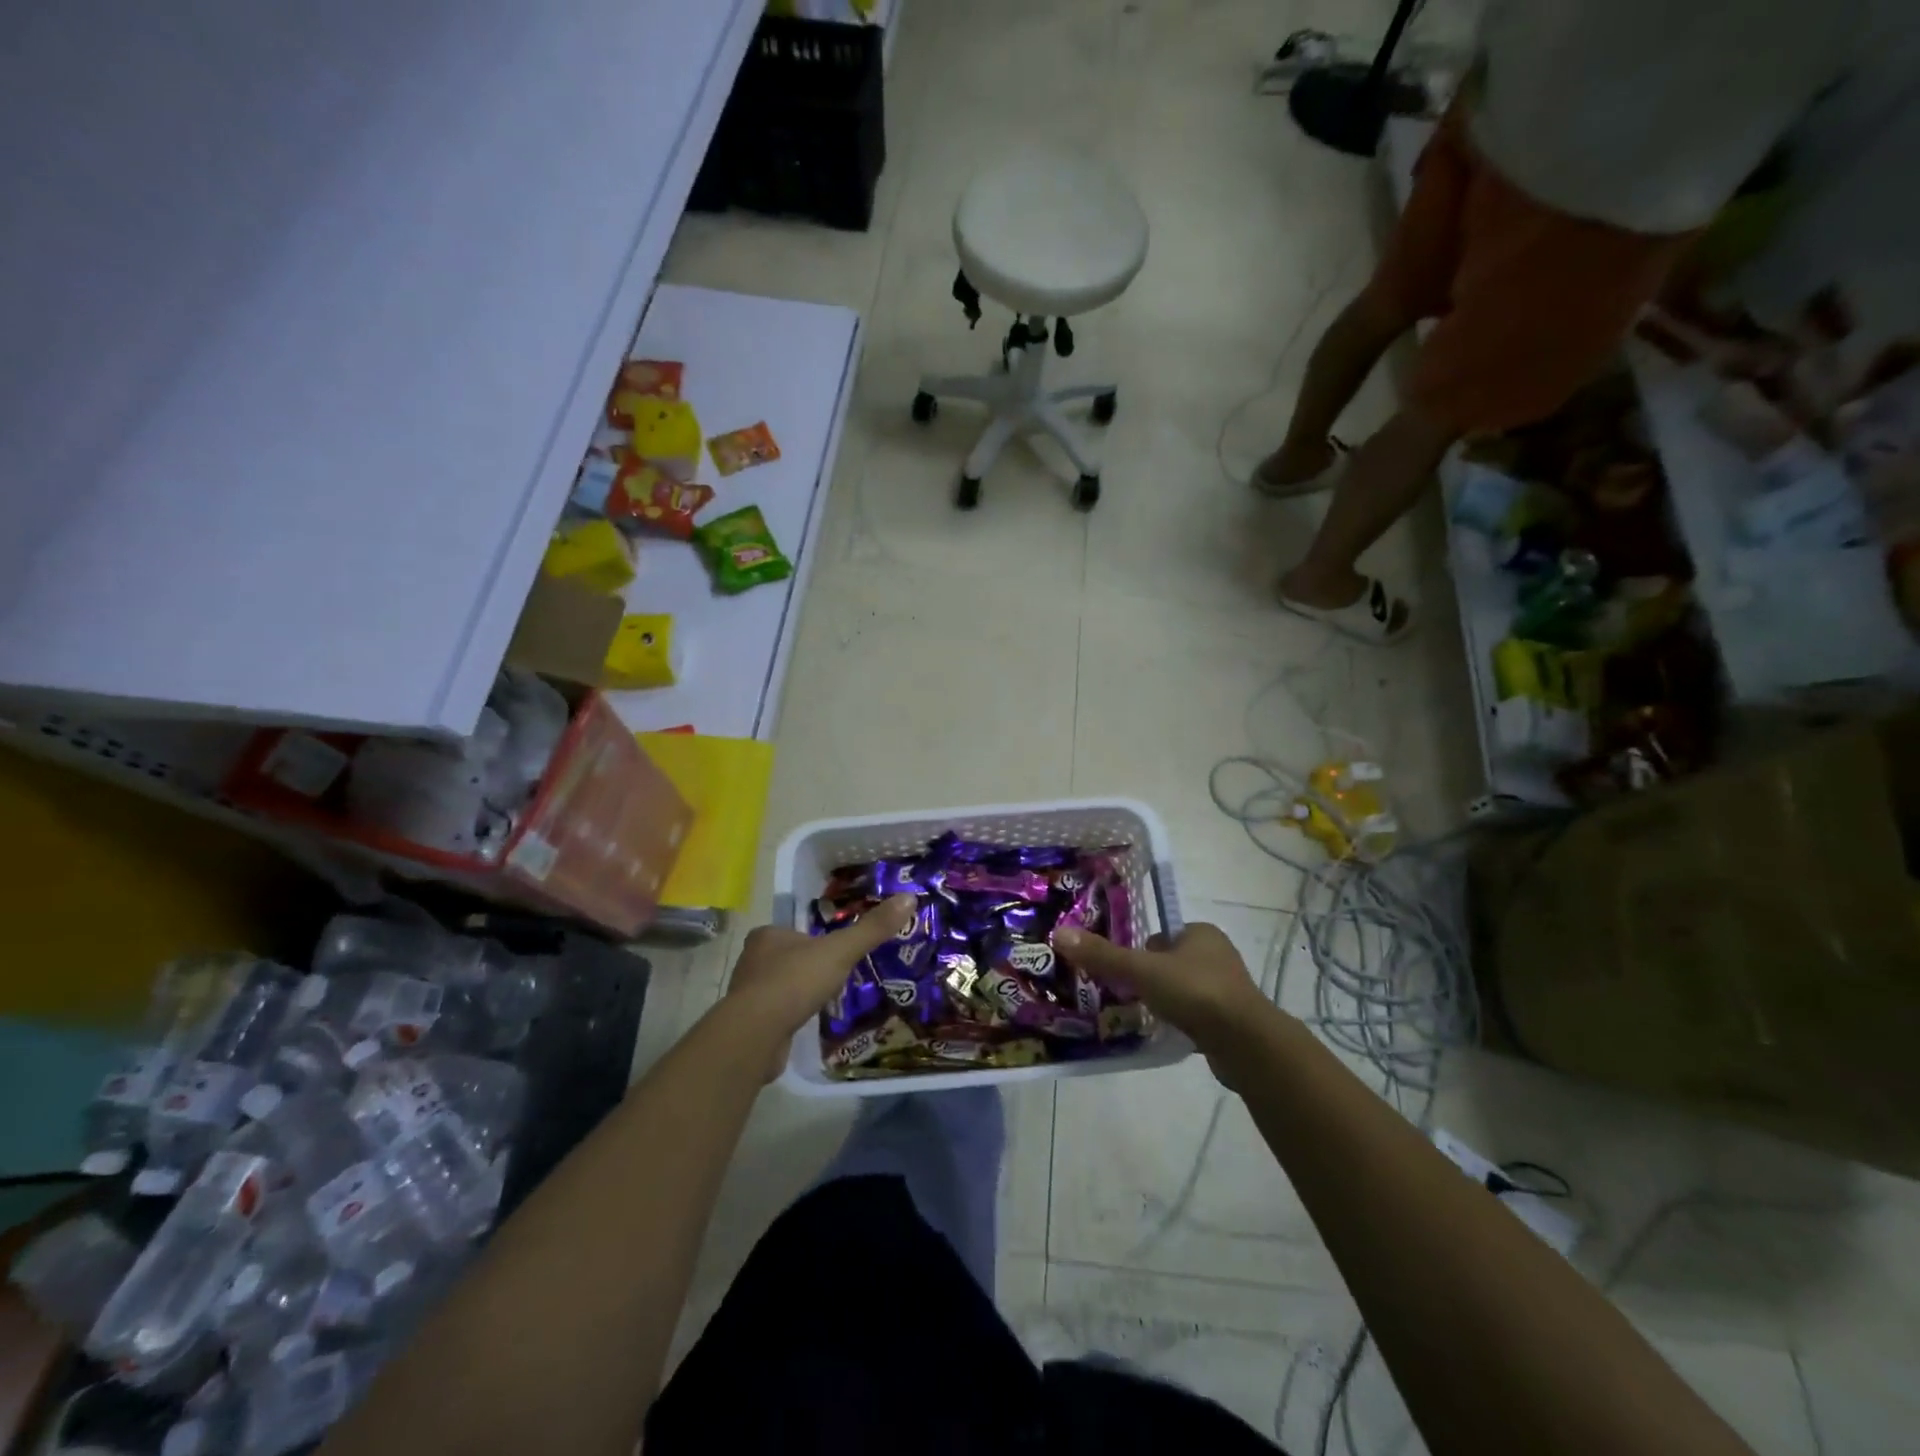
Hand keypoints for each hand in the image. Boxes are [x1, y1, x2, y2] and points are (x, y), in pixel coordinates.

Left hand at [718, 894, 917, 1080]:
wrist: (756, 1034)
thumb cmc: (795, 981)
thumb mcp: (840, 951)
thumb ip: (872, 929)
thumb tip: (909, 898)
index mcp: (767, 935)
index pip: (794, 931)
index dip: (815, 940)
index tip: (835, 951)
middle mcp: (752, 960)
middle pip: (787, 958)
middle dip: (808, 967)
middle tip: (835, 976)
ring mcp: (747, 993)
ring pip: (780, 986)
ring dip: (799, 992)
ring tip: (825, 1000)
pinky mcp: (748, 1024)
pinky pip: (775, 1014)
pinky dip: (791, 1016)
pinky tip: (806, 1023)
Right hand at [1054, 922, 1277, 1063]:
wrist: (1246, 1043)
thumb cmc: (1194, 992)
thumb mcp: (1142, 970)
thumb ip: (1103, 955)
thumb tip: (1059, 933)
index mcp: (1201, 933)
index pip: (1161, 935)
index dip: (1140, 950)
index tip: (1123, 970)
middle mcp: (1218, 955)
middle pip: (1170, 962)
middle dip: (1150, 977)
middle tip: (1126, 994)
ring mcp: (1228, 989)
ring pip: (1183, 989)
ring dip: (1166, 1001)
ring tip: (1142, 1015)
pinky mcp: (1232, 1020)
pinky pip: (1196, 1015)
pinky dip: (1181, 1021)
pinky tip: (1166, 1033)